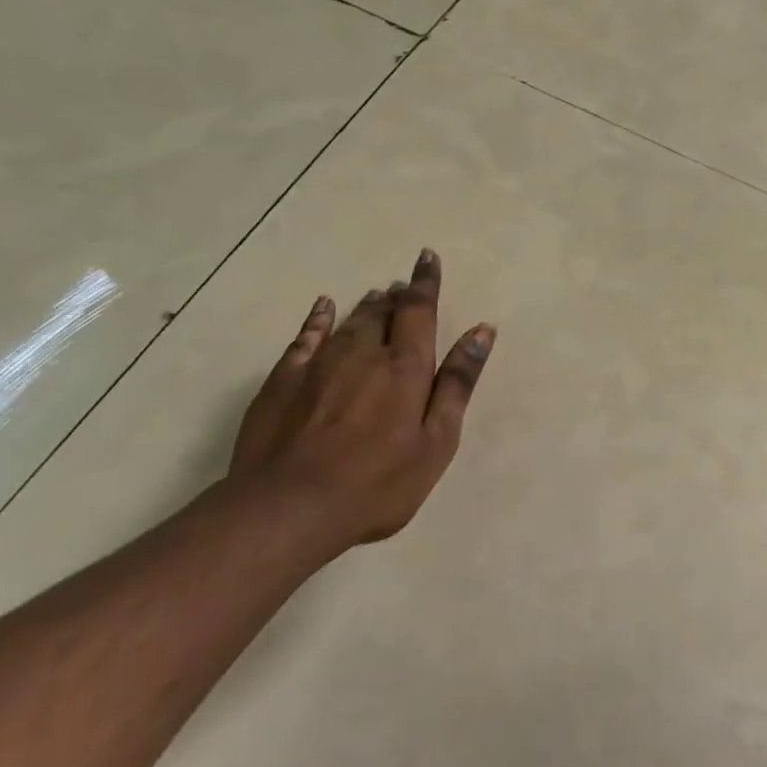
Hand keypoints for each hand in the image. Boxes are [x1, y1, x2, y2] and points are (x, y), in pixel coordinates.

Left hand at [228, 248, 493, 558]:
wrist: (287, 508)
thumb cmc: (377, 483)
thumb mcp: (436, 441)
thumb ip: (458, 383)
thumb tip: (482, 331)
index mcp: (406, 367)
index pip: (419, 310)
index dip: (425, 282)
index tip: (427, 257)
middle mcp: (364, 353)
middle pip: (384, 312)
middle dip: (397, 296)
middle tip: (403, 286)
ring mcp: (320, 364)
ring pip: (349, 321)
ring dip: (366, 306)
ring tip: (376, 296)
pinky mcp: (284, 380)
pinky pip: (306, 336)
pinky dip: (318, 318)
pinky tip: (323, 308)